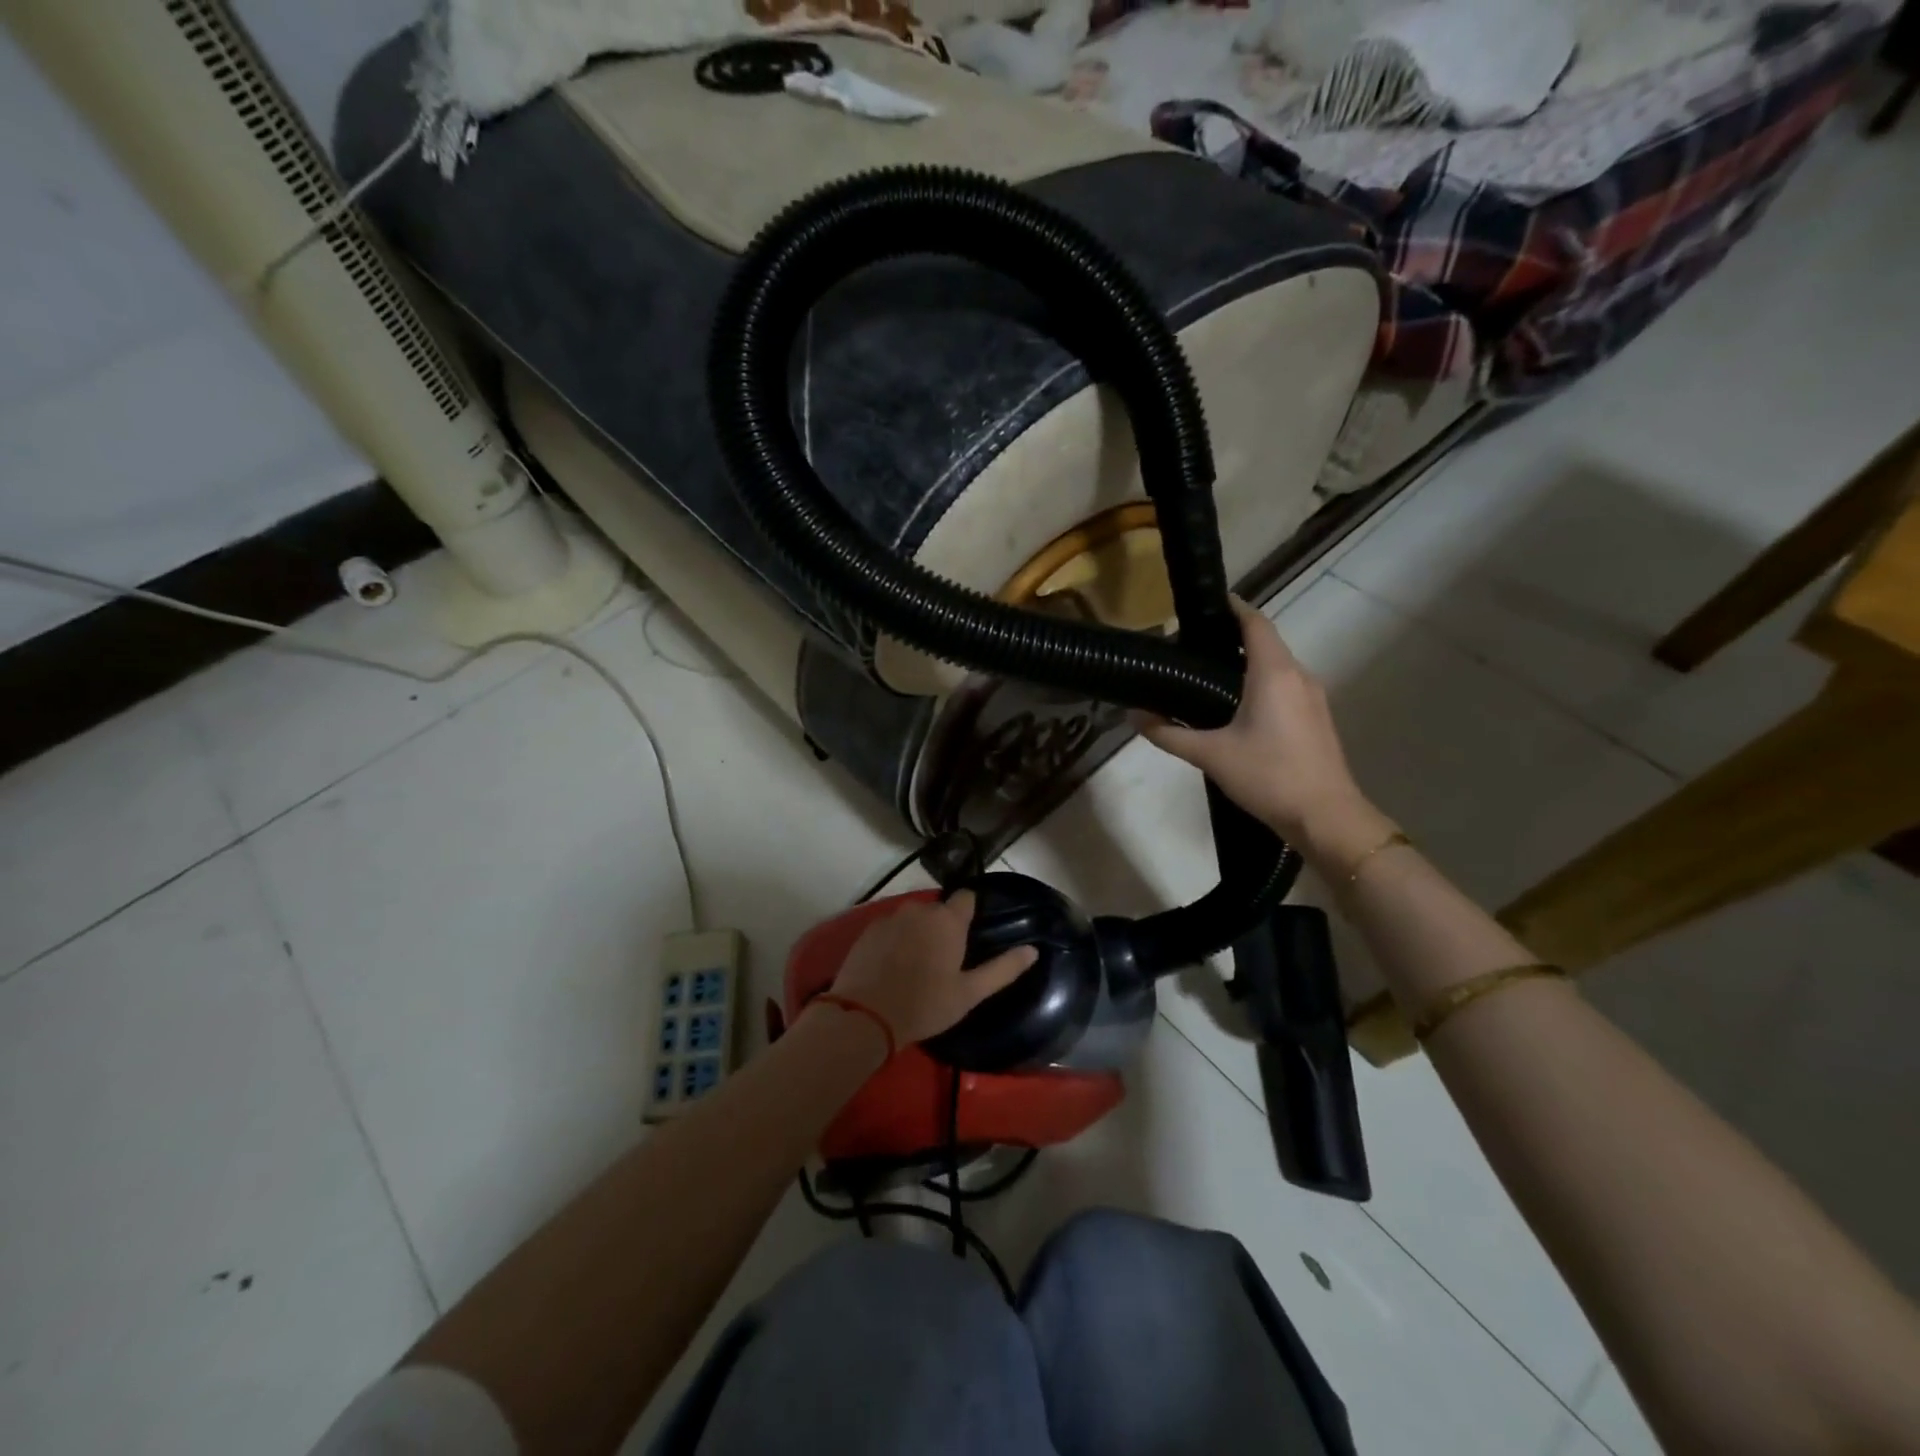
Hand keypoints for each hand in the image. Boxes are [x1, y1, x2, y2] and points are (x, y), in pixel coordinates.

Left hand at [827, 891, 1037, 1046]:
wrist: (865, 1015)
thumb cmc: (925, 1005)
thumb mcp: (970, 993)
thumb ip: (1003, 969)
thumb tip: (1032, 950)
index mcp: (948, 919)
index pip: (967, 897)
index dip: (971, 912)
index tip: (972, 934)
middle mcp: (920, 909)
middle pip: (938, 910)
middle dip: (944, 927)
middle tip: (946, 959)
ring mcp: (890, 917)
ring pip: (913, 918)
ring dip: (919, 933)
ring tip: (918, 964)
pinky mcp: (867, 930)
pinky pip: (891, 928)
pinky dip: (896, 940)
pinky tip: (894, 966)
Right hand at [1138, 598, 1381, 857]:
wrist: (1326, 817)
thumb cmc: (1268, 777)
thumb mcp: (1210, 755)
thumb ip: (1168, 734)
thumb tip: (1133, 716)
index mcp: (1274, 672)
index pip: (1254, 622)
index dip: (1231, 607)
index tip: (1202, 607)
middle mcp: (1298, 674)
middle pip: (1265, 641)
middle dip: (1232, 637)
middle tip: (1192, 646)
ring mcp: (1313, 696)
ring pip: (1277, 664)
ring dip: (1247, 661)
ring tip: (1208, 674)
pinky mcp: (1316, 717)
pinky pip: (1285, 684)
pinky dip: (1261, 682)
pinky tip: (1236, 705)